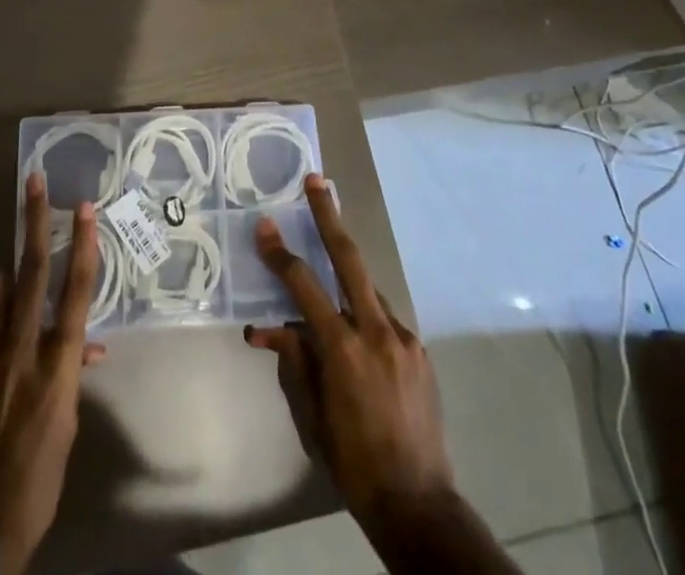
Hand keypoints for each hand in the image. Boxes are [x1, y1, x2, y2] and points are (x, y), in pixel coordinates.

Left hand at [0, 174, 105, 574]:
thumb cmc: (41, 470)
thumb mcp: (68, 420)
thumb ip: (72, 370)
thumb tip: (85, 344)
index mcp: (58, 364)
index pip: (76, 291)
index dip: (82, 245)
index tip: (84, 207)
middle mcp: (22, 348)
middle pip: (31, 270)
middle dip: (34, 221)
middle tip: (34, 181)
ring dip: (6, 279)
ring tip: (10, 287)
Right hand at [244, 174, 453, 526]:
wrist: (419, 504)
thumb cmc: (352, 462)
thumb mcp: (312, 415)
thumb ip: (293, 360)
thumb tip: (268, 327)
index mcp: (343, 350)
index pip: (304, 287)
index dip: (281, 255)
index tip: (265, 226)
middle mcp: (376, 332)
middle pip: (349, 259)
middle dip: (330, 216)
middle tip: (317, 181)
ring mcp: (403, 338)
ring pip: (367, 289)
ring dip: (346, 277)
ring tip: (329, 281)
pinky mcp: (419, 349)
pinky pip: (384, 318)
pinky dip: (365, 315)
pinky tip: (358, 338)